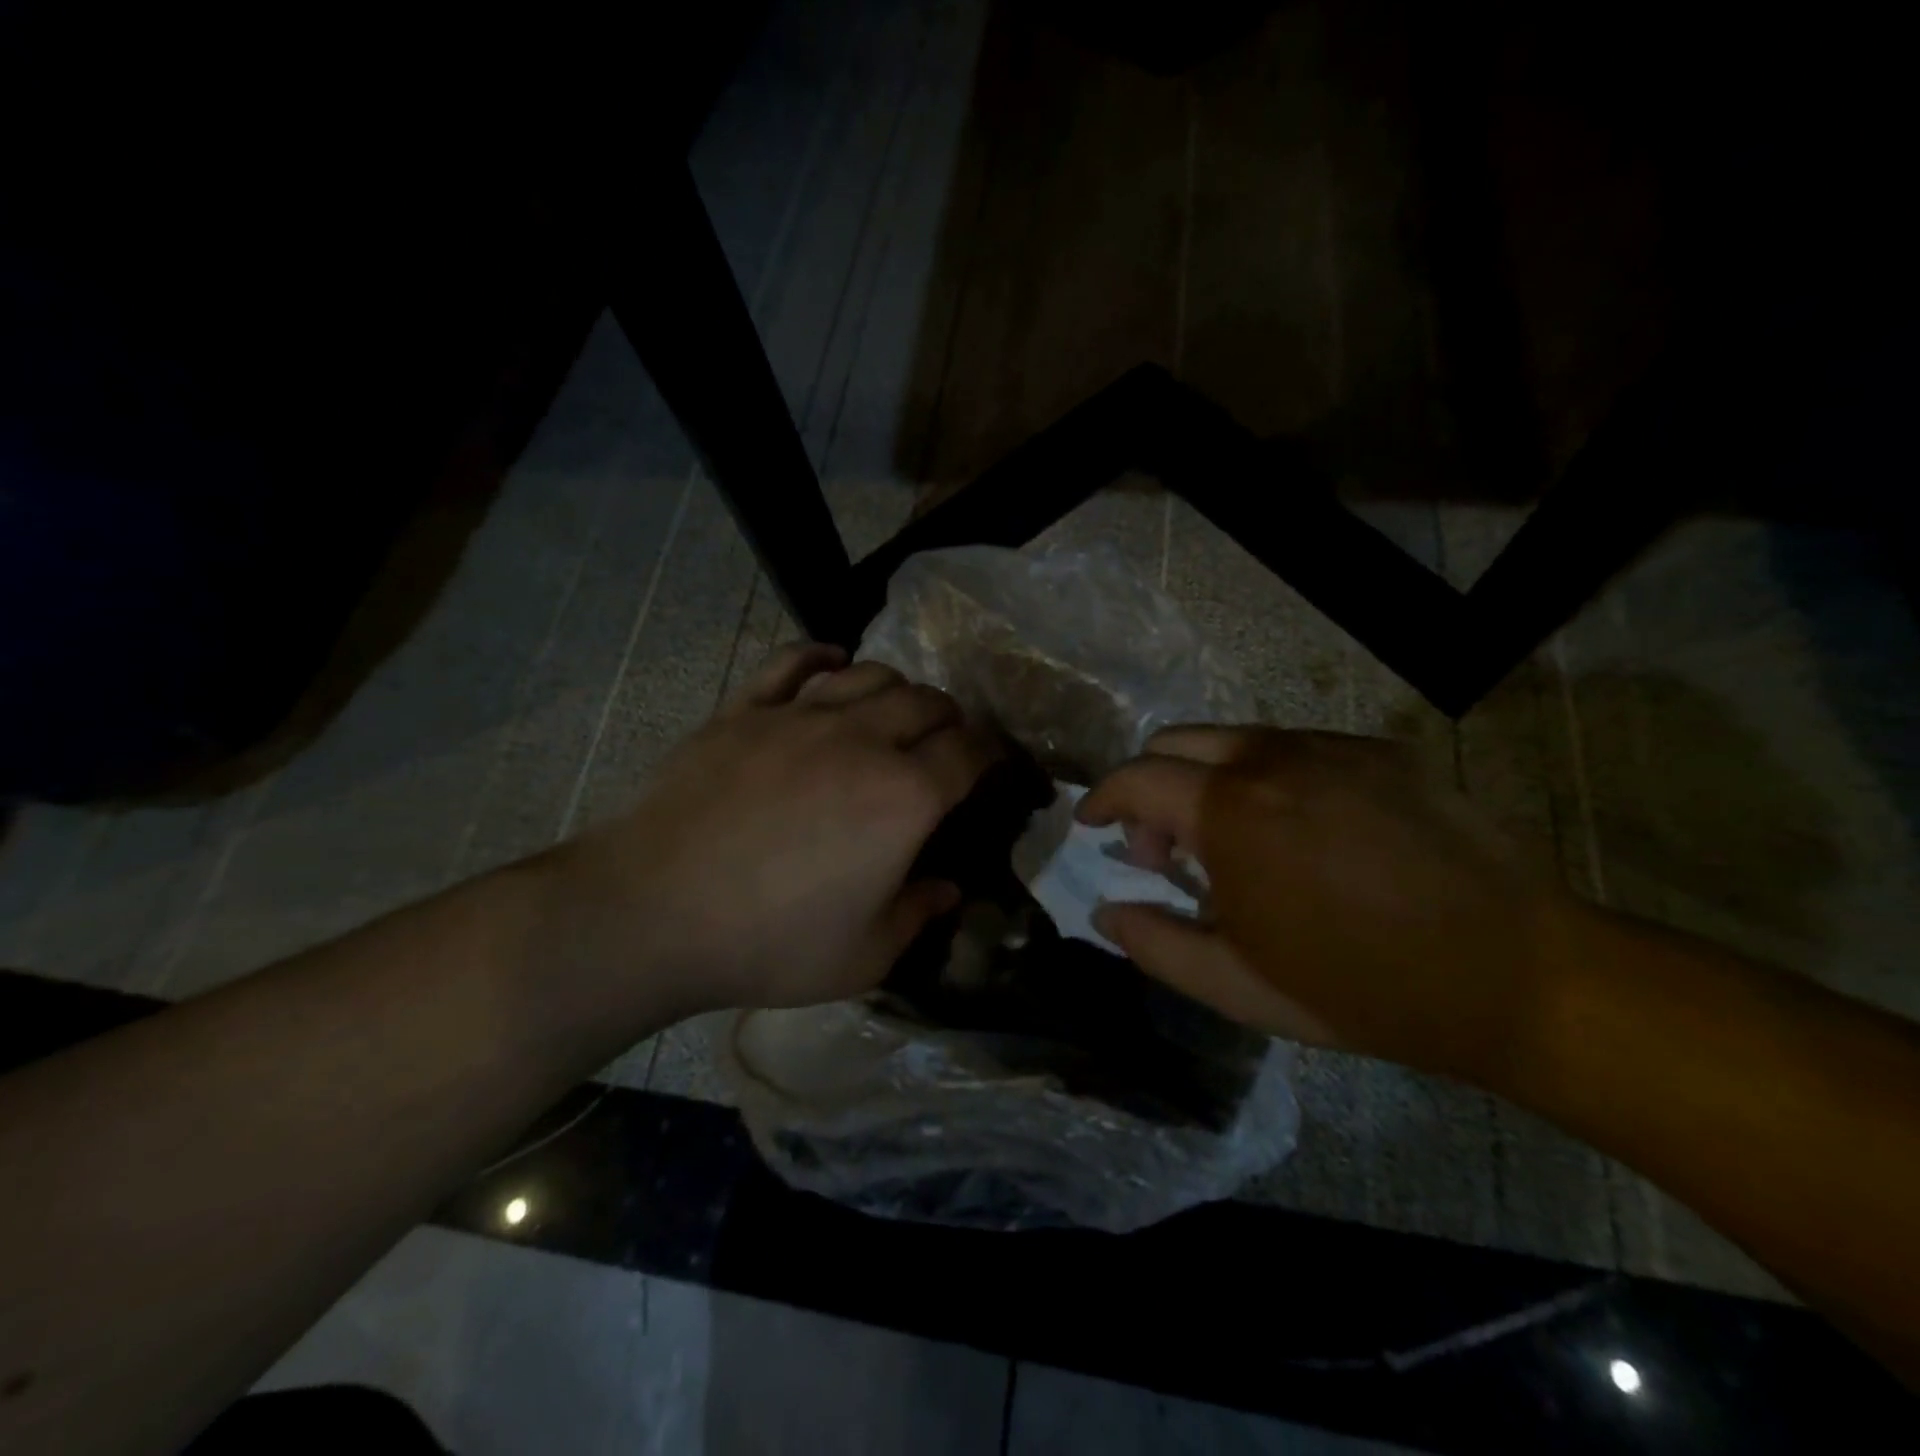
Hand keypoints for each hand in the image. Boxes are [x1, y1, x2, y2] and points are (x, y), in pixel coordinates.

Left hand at [539, 644, 992, 1022]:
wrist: (653, 911)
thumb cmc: (770, 942)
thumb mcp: (865, 955)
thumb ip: (919, 915)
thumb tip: (950, 889)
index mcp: (905, 797)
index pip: (970, 751)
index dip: (991, 752)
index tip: (993, 763)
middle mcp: (863, 741)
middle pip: (926, 702)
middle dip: (949, 717)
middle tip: (945, 742)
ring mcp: (800, 717)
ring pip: (870, 674)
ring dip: (897, 688)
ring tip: (895, 710)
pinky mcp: (745, 710)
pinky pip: (792, 662)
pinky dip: (821, 656)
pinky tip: (832, 663)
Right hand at [1078, 725, 1577, 1085]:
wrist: (1518, 975)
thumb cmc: (1362, 989)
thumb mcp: (1238, 986)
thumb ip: (1155, 944)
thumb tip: (1107, 910)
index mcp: (1230, 813)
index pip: (1136, 777)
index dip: (1102, 798)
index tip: (1093, 824)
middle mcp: (1272, 760)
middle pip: (1175, 740)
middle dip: (1150, 786)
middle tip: (1167, 847)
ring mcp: (1331, 748)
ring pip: (1234, 739)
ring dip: (1207, 780)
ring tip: (1235, 843)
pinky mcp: (1380, 751)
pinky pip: (1295, 747)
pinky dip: (1267, 778)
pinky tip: (1302, 833)